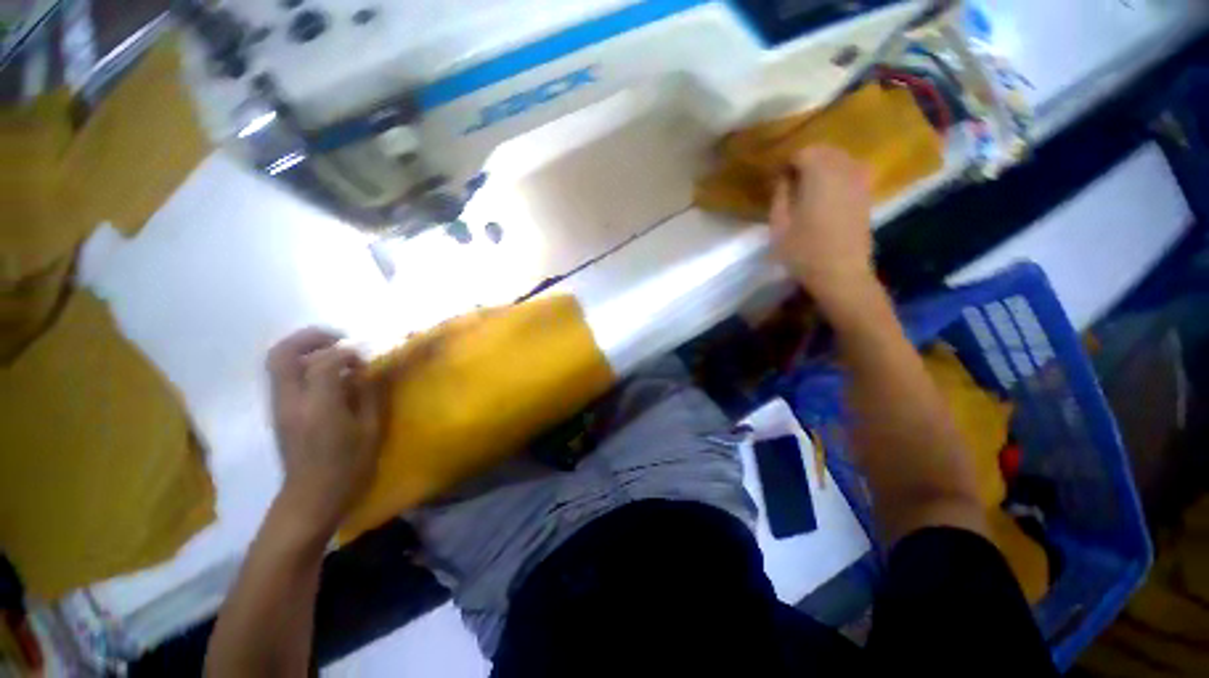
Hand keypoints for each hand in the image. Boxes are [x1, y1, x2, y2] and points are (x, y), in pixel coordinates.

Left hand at [266, 328, 384, 539]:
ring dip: (303, 348)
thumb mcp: (370, 430)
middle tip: (338, 338)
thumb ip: (368, 394)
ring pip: (276, 361)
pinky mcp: (277, 412)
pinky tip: (324, 373)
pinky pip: (282, 375)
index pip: (323, 363)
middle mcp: (291, 402)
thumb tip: (366, 370)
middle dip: (310, 338)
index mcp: (319, 408)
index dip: (347, 353)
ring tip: (332, 351)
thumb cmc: (348, 466)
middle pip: (282, 354)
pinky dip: (301, 363)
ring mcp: (278, 406)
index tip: (365, 358)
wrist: (310, 497)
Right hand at [769, 146, 877, 311]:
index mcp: (820, 176)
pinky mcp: (866, 195)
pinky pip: (853, 171)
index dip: (787, 163)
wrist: (840, 273)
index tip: (777, 178)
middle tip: (790, 179)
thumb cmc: (803, 251)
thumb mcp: (779, 226)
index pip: (803, 153)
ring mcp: (859, 182)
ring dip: (823, 165)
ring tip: (807, 184)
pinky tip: (827, 190)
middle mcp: (843, 171)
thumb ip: (780, 196)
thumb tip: (784, 178)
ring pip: (841, 158)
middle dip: (806, 160)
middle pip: (825, 151)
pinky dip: (838, 174)